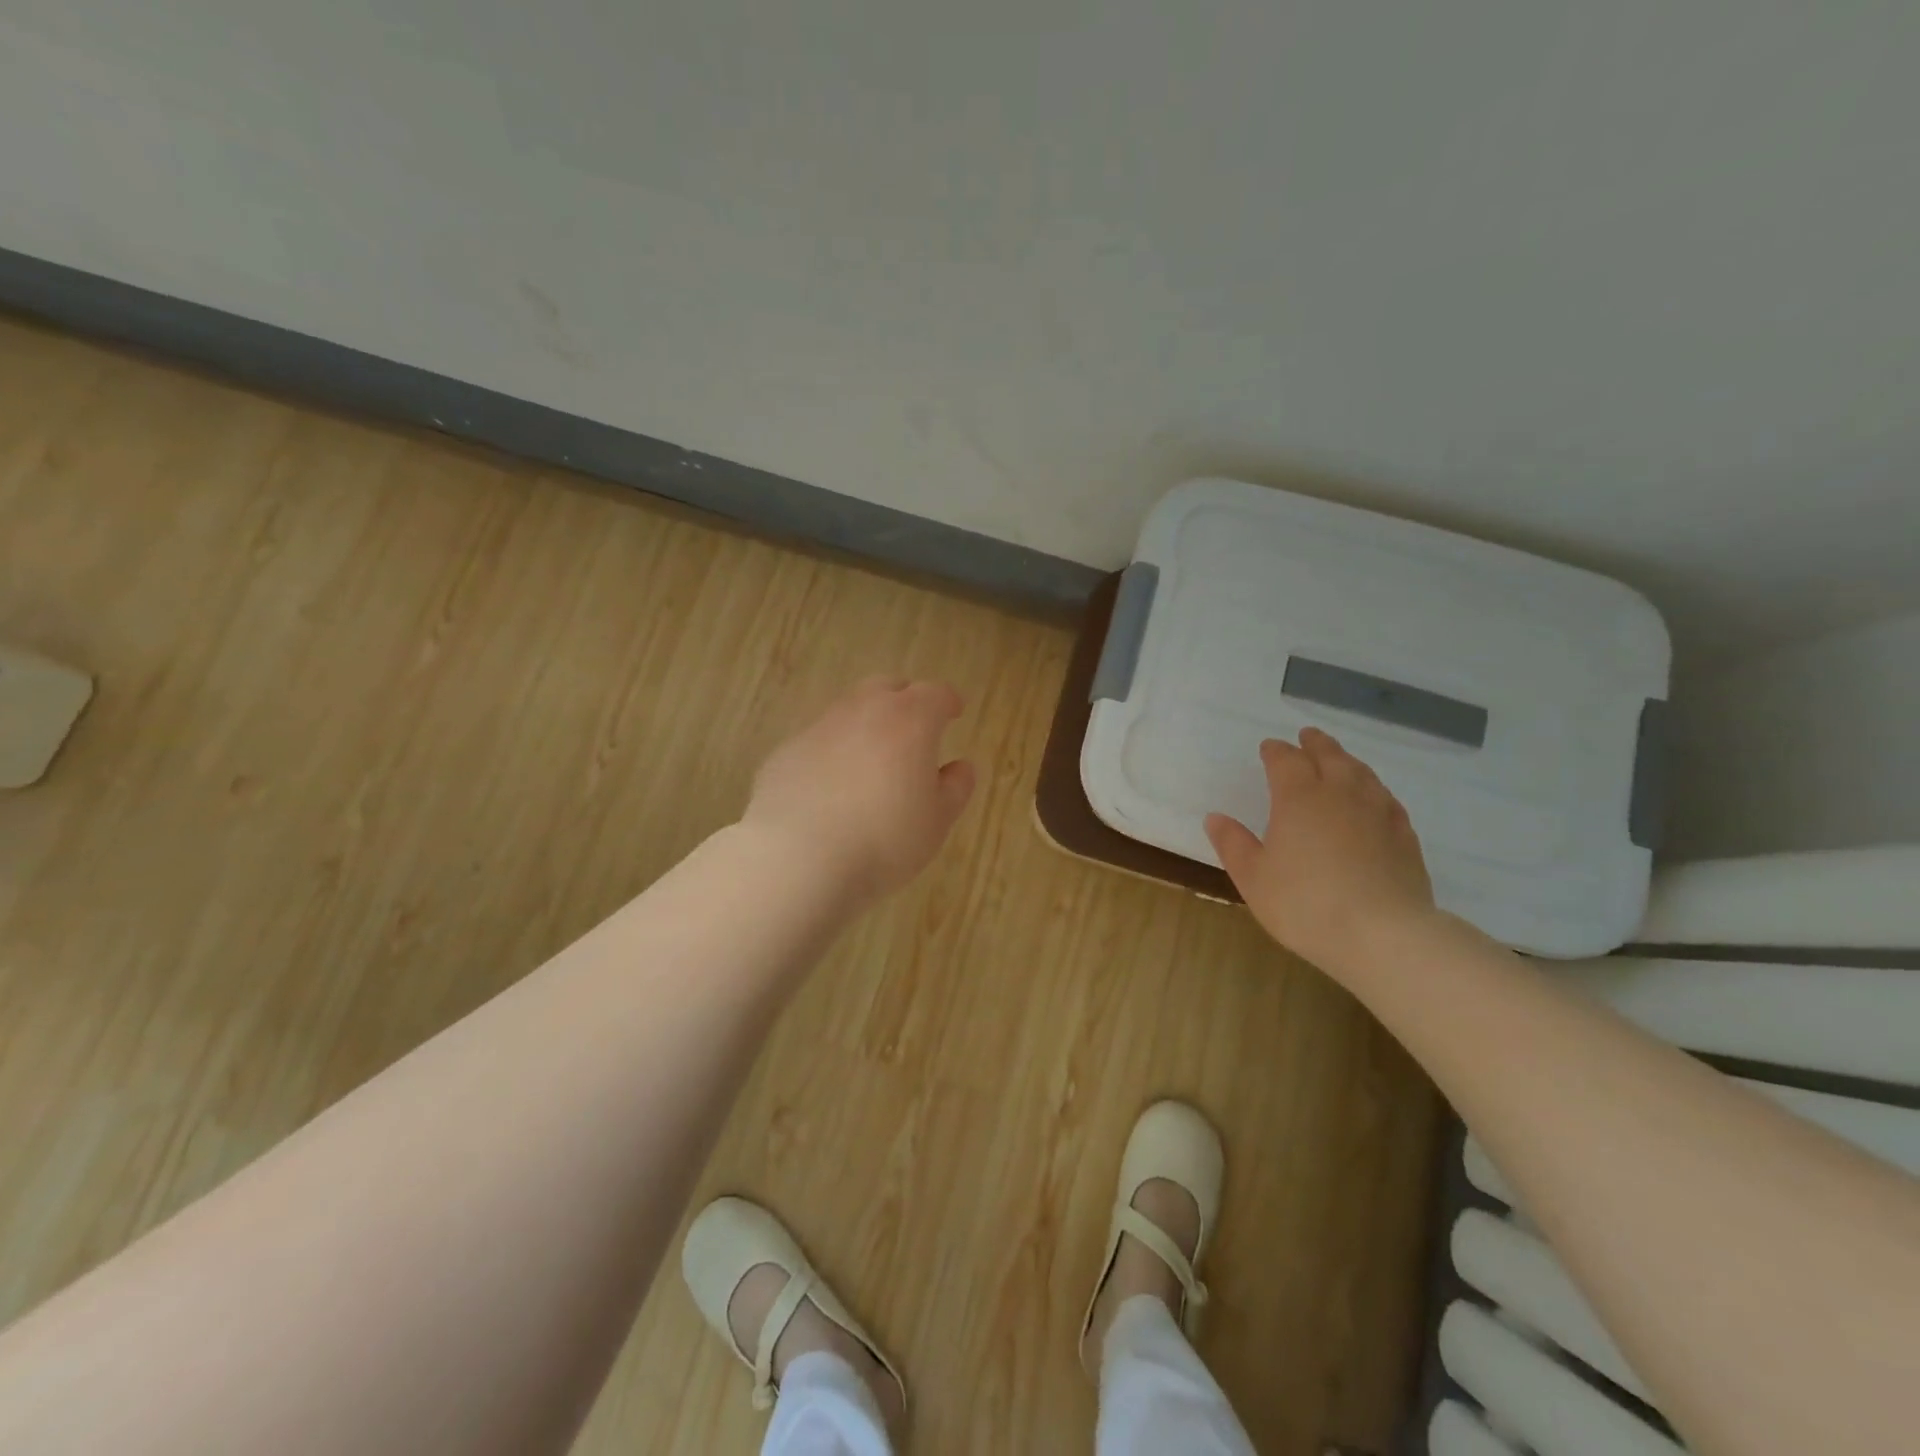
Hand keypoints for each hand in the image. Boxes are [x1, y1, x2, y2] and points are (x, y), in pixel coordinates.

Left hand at [744, 676, 977, 900]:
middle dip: (904, 700)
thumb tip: (960, 767)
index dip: (947, 701)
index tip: (954, 711)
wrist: (798, 858)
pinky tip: (831, 786)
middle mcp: (863, 711)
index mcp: (909, 720)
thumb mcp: (936, 822)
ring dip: (864, 725)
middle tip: (913, 727)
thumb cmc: (884, 840)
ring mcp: (818, 729)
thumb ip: (954, 789)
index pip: (935, 694)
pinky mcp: (785, 752)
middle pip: (887, 688)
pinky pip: (817, 742)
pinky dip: (831, 752)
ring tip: (871, 759)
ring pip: (847, 711)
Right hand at [1205, 728, 1434, 972]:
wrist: (1383, 935)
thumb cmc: (1304, 904)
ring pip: (1362, 773)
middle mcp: (1340, 793)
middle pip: (1329, 756)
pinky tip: (1374, 798)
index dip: (1276, 751)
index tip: (1268, 748)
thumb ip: (1233, 844)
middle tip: (1307, 736)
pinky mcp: (1404, 836)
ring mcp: (1378, 812)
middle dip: (1315, 744)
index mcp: (1298, 797)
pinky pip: (1387, 799)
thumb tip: (1215, 817)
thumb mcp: (1253, 878)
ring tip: (1339, 759)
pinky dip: (1374, 789)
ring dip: (1346, 760)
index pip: (1286, 760)